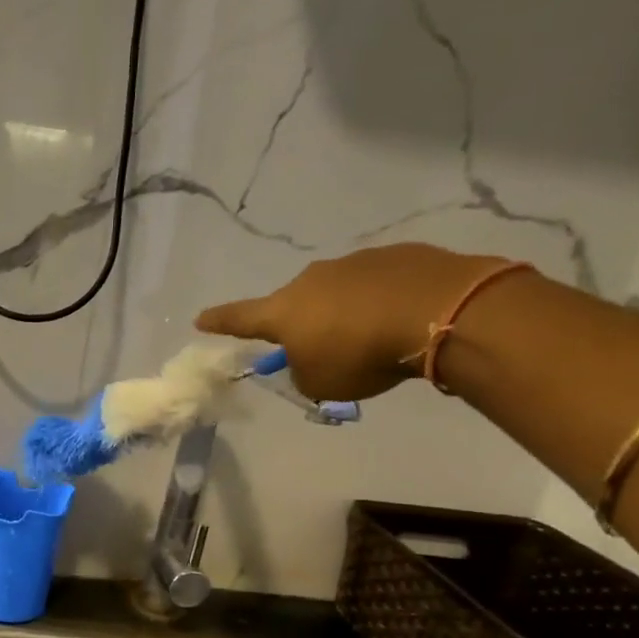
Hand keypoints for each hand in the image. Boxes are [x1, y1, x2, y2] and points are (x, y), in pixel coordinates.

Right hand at [196, 243, 508, 401]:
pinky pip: (376, 283)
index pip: (240, 318)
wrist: (438, 311)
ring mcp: (354, 262)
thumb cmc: (362, 354)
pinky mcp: (396, 255)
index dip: (219, 322)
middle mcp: (311, 280)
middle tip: (323, 349)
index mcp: (284, 311)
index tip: (200, 319)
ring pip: (337, 292)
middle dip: (302, 324)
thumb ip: (304, 371)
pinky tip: (402, 318)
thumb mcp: (321, 382)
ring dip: (345, 312)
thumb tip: (312, 357)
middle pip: (295, 304)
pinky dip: (380, 300)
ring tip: (373, 337)